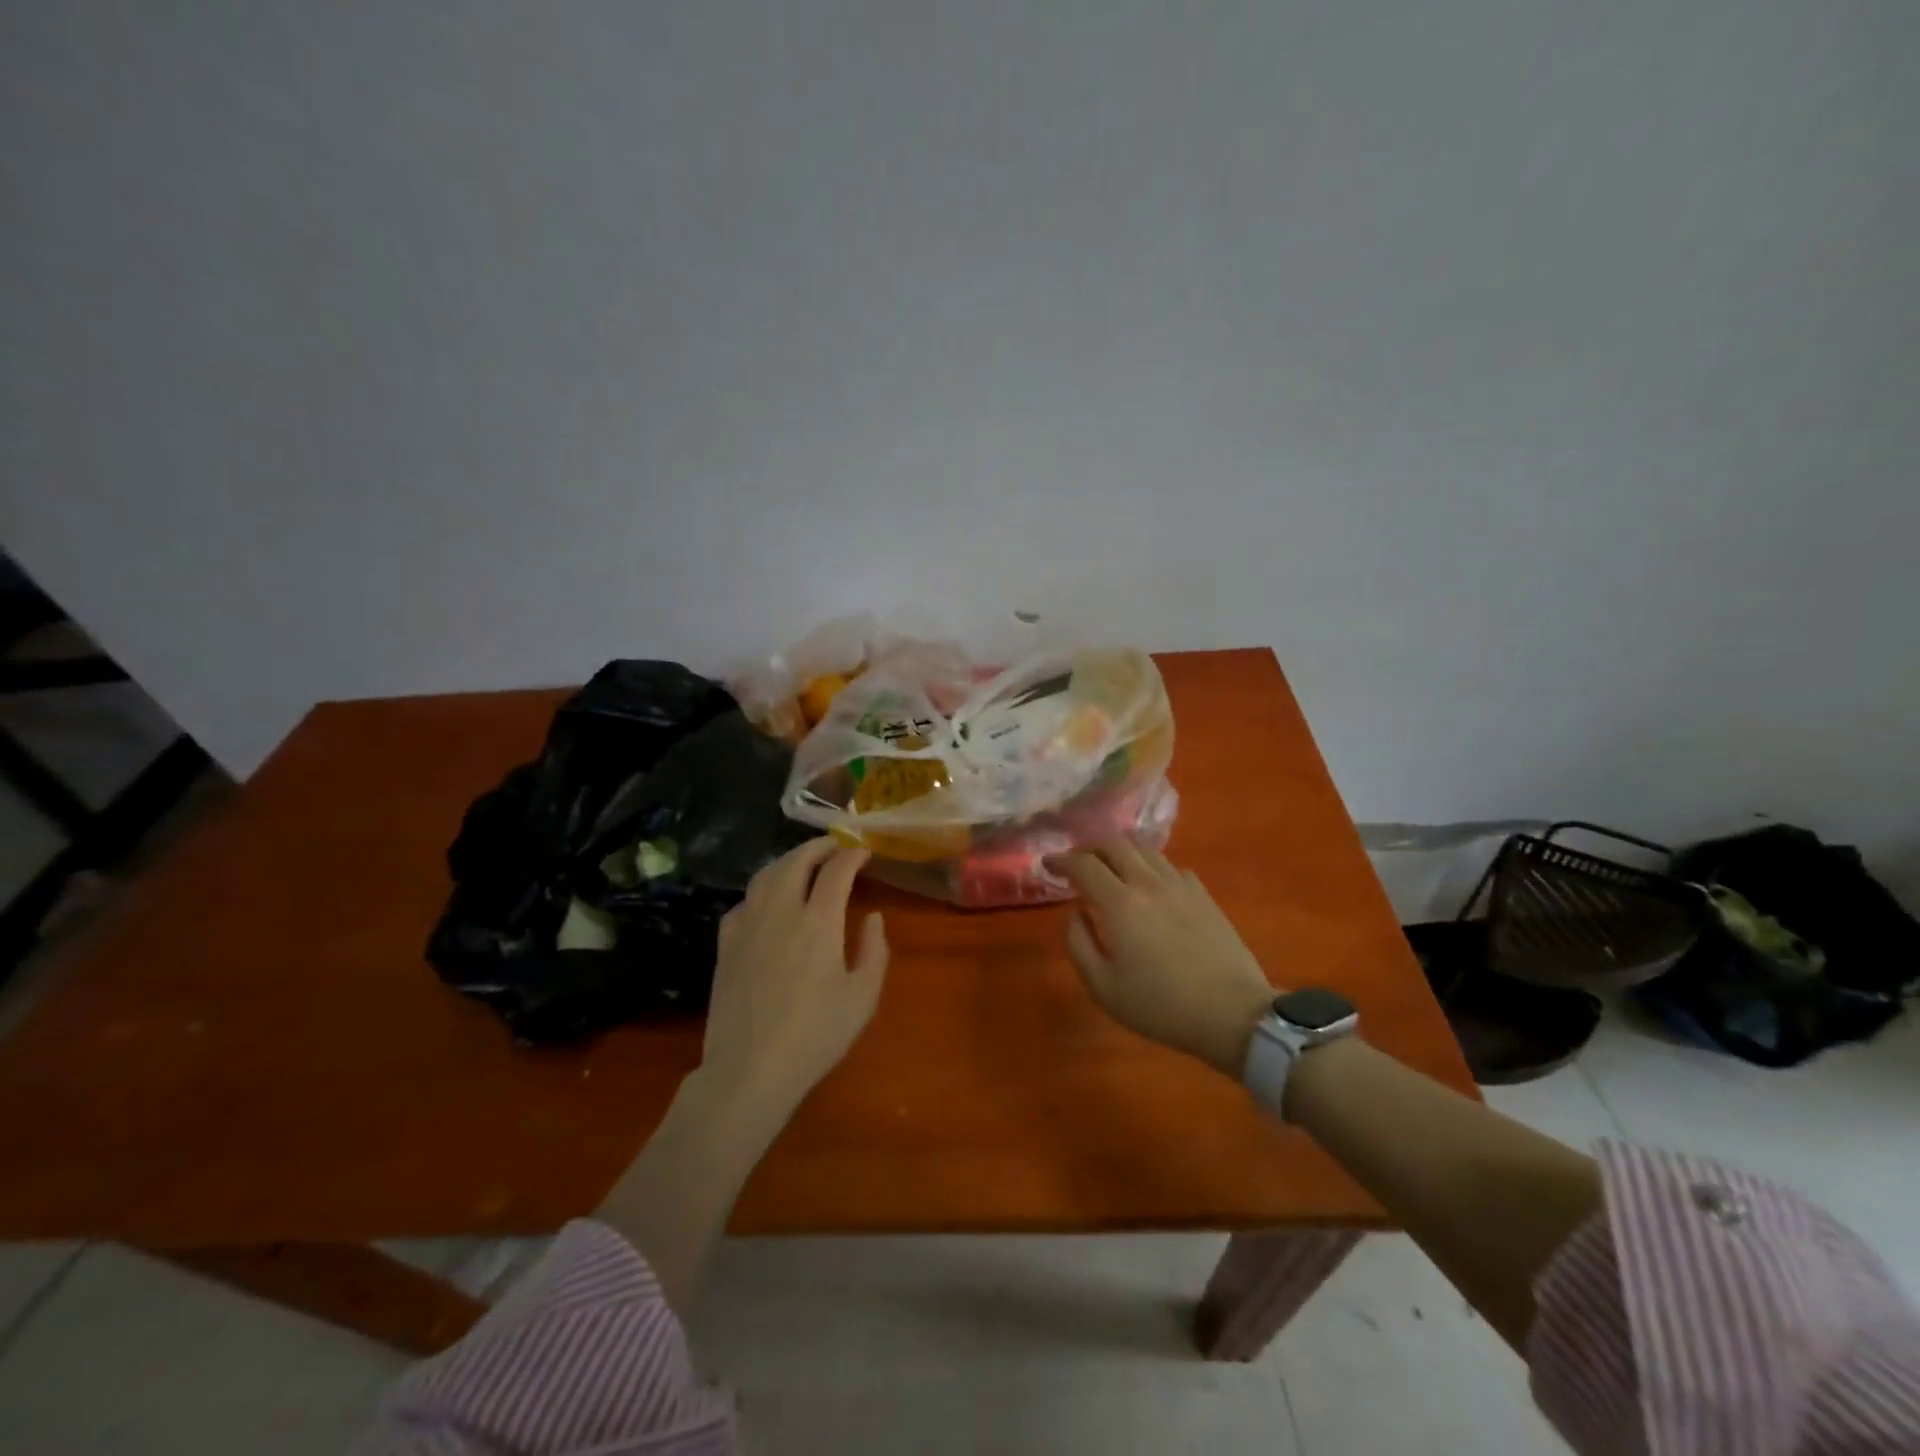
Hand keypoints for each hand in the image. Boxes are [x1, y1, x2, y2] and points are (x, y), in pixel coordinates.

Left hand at [701, 838, 888, 1116]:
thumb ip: (874, 951)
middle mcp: (781, 911)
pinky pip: (744, 901)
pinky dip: (762, 890)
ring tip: (805, 863)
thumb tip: (873, 917)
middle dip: (819, 846)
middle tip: (836, 846)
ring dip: (789, 860)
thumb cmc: (815, 1036)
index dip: (852, 854)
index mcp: (819, 922)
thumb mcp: (863, 998)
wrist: (749, 1069)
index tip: (864, 852)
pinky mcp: (725, 943)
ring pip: (766, 874)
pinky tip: (769, 901)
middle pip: (797, 860)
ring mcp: (748, 925)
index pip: (837, 870)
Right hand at [1057, 839, 1275, 1076]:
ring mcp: (1181, 885)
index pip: (1083, 864)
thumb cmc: (1161, 1006)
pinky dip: (1151, 867)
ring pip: (1145, 849)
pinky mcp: (1204, 895)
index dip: (1061, 859)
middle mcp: (1149, 882)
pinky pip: (1171, 866)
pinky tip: (1151, 886)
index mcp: (1120, 903)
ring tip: (1112, 870)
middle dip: (1090, 848)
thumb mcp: (1104, 988)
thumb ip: (1080, 944)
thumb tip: (1075, 913)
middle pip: (1114, 843)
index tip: (1048, 865)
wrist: (1232, 1013)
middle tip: (1078, 865)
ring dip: (1121, 852)